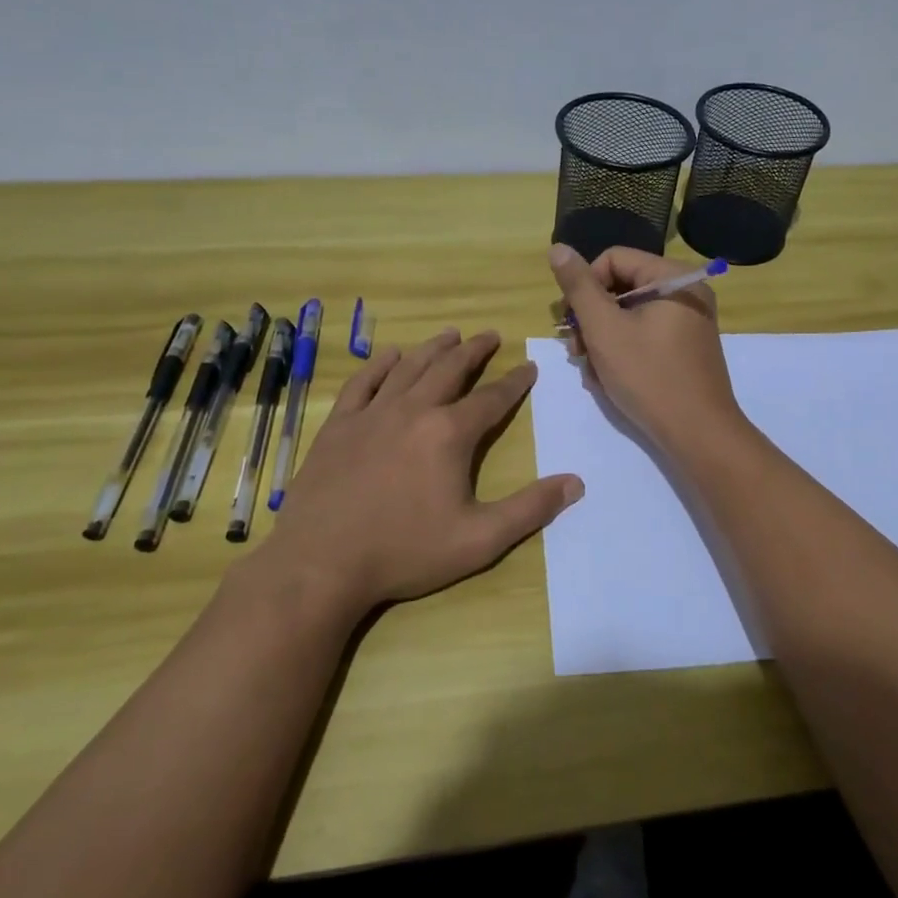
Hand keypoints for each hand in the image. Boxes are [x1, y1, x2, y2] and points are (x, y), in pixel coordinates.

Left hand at [267, 329, 583, 609]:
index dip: (514, 382)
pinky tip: (389, 355)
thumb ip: (530, 509)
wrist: (321, 563)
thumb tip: (576, 483)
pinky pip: (363, 382)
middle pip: (450, 369)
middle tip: (490, 335)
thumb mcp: (480, 540)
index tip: (528, 367)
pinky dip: (380, 364)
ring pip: (409, 368)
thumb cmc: (405, 552)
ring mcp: (372, 414)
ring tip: (450, 334)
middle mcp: (413, 410)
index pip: (492, 399)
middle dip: (474, 351)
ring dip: (433, 348)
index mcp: (449, 434)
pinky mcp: (339, 425)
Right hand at [547, 244, 746, 455]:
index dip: (585, 285)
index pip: (614, 259)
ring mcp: (688, 322)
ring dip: (602, 339)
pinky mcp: (685, 349)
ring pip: (629, 315)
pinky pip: (644, 335)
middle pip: (622, 287)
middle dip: (592, 318)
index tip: (569, 320)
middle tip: (575, 350)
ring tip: (591, 371)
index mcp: (673, 278)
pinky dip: (622, 351)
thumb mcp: (604, 329)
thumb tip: (558, 248)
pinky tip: (608, 378)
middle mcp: (686, 293)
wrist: (698, 434)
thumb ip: (579, 287)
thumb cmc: (649, 376)